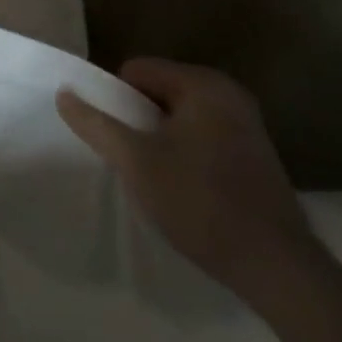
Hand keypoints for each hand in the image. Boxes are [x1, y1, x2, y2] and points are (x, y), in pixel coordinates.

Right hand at [57, 57, 319, 299]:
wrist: (278, 270)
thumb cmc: (201, 203)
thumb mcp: (136, 162)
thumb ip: (96, 124)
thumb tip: (63, 93)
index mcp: (203, 84)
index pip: (137, 70)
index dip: (117, 100)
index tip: (117, 138)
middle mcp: (229, 94)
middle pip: (159, 92)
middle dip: (140, 121)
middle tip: (134, 159)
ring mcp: (248, 125)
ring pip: (181, 118)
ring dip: (162, 140)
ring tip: (158, 178)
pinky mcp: (258, 156)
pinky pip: (204, 138)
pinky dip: (188, 155)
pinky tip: (187, 191)